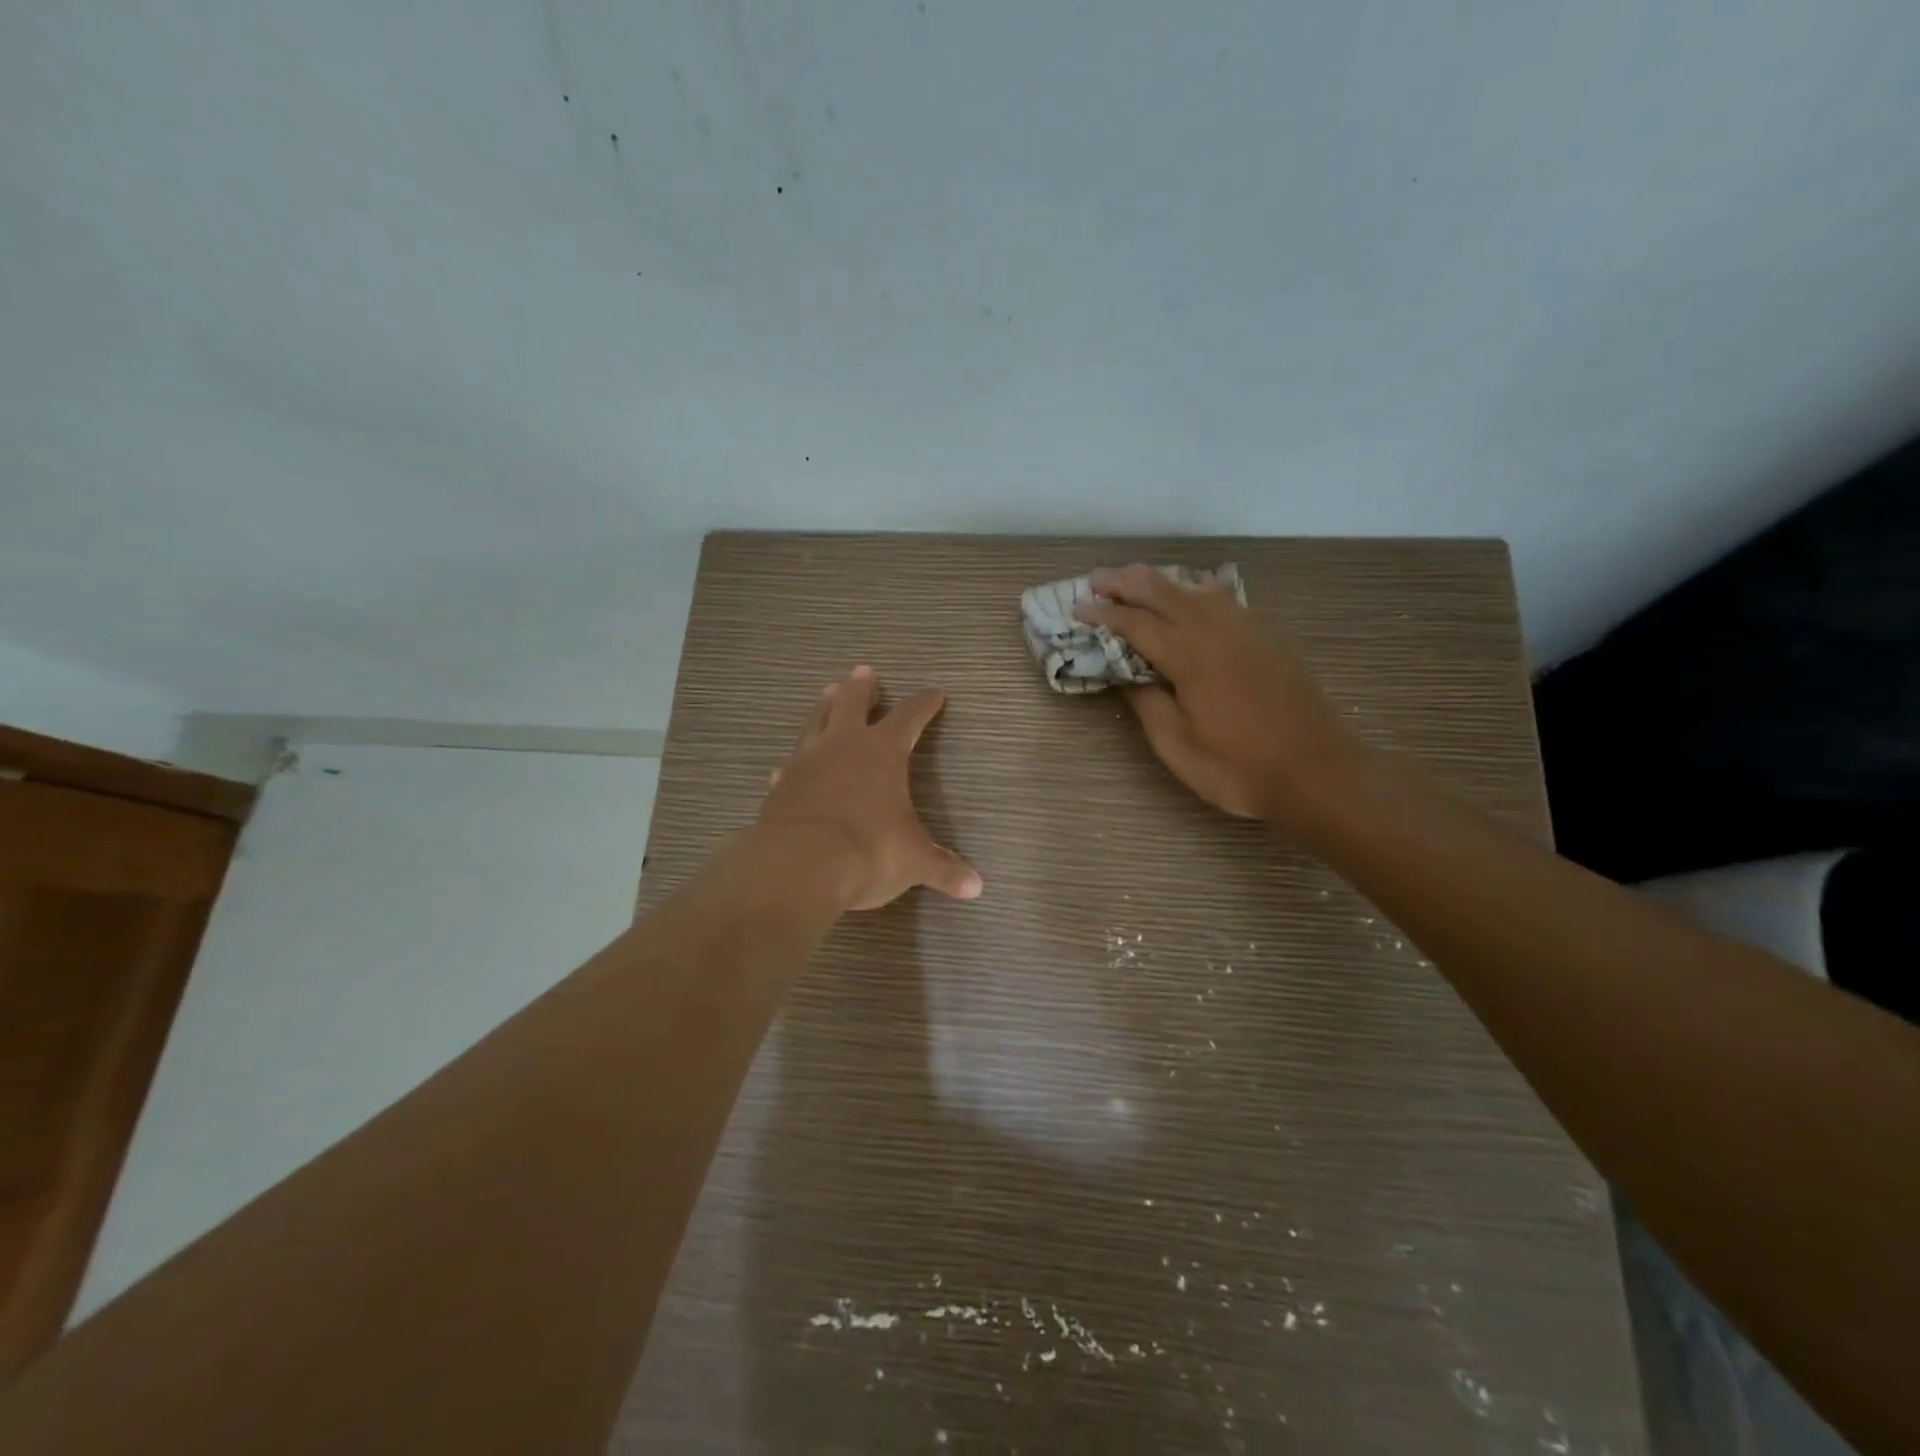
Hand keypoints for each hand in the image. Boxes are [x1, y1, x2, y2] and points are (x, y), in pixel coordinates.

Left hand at [757, 665, 983, 910]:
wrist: (800, 866)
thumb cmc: (869, 851)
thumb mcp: (913, 861)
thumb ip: (943, 869)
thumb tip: (976, 887)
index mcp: (882, 752)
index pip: (910, 717)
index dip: (924, 705)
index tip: (935, 693)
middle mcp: (843, 746)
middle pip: (851, 703)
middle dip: (861, 688)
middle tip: (863, 671)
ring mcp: (806, 762)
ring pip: (816, 722)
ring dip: (824, 707)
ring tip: (827, 693)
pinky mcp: (780, 786)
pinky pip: (790, 764)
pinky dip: (796, 762)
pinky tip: (790, 766)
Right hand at [1075, 564, 1362, 822]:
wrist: (1319, 773)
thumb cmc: (1240, 769)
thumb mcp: (1179, 747)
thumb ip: (1149, 705)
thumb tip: (1127, 677)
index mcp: (1190, 658)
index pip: (1137, 625)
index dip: (1105, 614)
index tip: (1078, 607)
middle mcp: (1218, 633)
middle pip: (1166, 595)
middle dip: (1128, 583)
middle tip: (1098, 577)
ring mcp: (1248, 633)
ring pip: (1198, 592)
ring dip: (1164, 581)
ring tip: (1138, 575)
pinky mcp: (1269, 640)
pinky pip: (1228, 601)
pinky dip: (1202, 590)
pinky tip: (1197, 591)